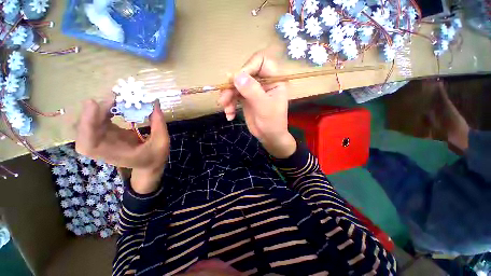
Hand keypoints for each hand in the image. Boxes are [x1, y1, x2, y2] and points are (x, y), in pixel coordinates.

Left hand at [75, 99, 169, 193]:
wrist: (149, 164)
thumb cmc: (155, 157)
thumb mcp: (161, 142)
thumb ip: (158, 123)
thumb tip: (154, 102)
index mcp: (115, 154)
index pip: (88, 144)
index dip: (87, 125)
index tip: (95, 105)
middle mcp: (102, 147)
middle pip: (84, 130)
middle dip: (94, 112)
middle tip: (113, 98)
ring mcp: (102, 139)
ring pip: (89, 122)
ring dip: (99, 108)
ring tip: (116, 99)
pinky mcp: (106, 133)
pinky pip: (98, 119)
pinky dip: (104, 109)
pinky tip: (116, 104)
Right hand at [218, 51, 295, 157]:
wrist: (269, 137)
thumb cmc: (272, 123)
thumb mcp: (264, 107)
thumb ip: (252, 91)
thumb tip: (236, 75)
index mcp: (274, 80)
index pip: (260, 61)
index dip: (247, 67)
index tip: (236, 81)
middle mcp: (263, 82)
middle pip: (244, 74)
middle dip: (232, 87)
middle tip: (223, 100)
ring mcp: (253, 90)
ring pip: (236, 85)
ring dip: (228, 97)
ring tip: (226, 110)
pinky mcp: (246, 98)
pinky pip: (234, 96)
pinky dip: (230, 104)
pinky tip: (229, 114)